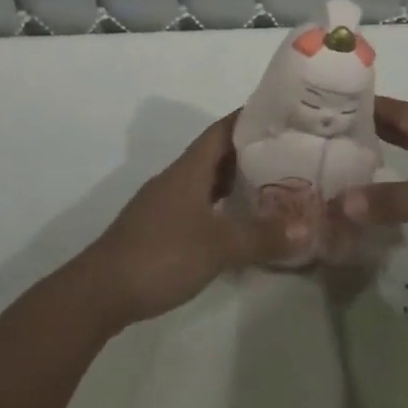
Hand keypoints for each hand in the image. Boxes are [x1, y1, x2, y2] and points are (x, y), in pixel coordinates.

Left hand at [78, 112, 303, 328]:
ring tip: (272, 188)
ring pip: (206, 182)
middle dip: (250, 152)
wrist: (101, 291)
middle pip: (216, 155)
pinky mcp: (160, 229)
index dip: (249, 119)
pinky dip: (221, 208)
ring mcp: (165, 204)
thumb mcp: (218, 246)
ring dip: (235, 182)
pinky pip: (198, 206)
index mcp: (189, 169)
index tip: (281, 116)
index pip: (222, 130)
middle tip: (288, 155)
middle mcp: (177, 178)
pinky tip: (237, 225)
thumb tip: (306, 228)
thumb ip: (261, 236)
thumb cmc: (161, 254)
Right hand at [334, 97, 407, 263]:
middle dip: (371, 126)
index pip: (392, 108)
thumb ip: (391, 201)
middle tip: (331, 133)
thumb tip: (340, 202)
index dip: (360, 106)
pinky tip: (403, 185)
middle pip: (406, 122)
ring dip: (392, 147)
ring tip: (358, 156)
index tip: (324, 108)